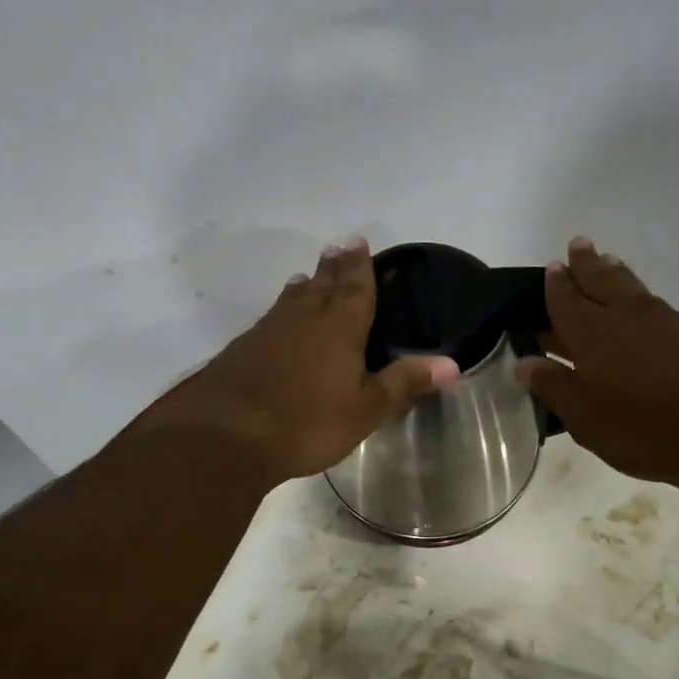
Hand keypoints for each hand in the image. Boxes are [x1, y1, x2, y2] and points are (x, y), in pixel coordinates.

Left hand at [148, 239, 459, 486]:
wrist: (225, 436)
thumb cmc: (307, 422)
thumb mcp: (366, 409)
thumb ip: (405, 383)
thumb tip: (453, 364)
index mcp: (338, 327)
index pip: (354, 287)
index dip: (360, 266)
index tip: (359, 242)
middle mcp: (302, 319)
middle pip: (321, 285)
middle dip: (333, 267)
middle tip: (338, 248)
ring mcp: (268, 332)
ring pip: (292, 300)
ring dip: (305, 286)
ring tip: (309, 277)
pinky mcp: (242, 351)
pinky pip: (271, 319)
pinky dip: (282, 311)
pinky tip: (278, 320)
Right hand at [518, 238, 678, 499]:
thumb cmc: (644, 430)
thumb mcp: (586, 419)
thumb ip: (554, 387)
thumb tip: (524, 362)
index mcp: (592, 333)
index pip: (566, 299)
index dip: (556, 284)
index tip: (551, 267)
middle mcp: (626, 315)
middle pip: (601, 279)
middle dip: (587, 263)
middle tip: (578, 244)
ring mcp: (663, 320)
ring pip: (631, 286)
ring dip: (614, 271)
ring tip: (607, 260)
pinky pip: (654, 302)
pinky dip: (640, 293)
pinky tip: (642, 304)